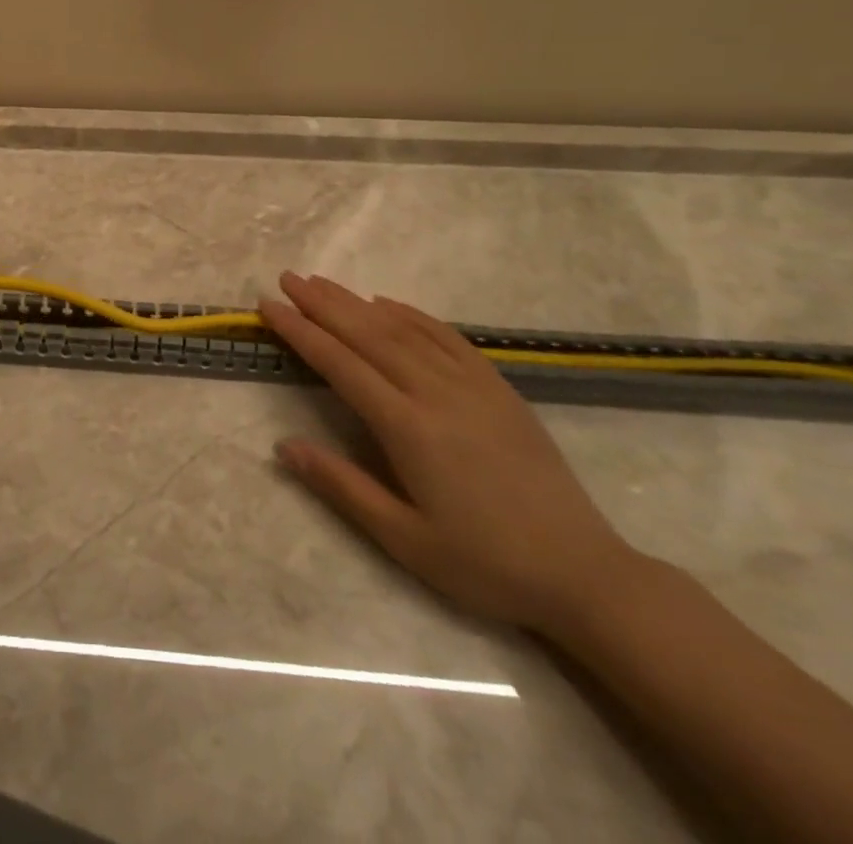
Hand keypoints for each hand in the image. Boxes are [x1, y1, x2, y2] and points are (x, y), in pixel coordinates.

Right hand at [262, 272, 634, 631]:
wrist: (584, 573)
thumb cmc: (484, 562)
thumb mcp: (404, 539)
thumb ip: (342, 487)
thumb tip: (283, 446)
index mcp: (408, 427)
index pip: (340, 364)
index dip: (300, 332)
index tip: (268, 306)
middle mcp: (436, 393)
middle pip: (368, 335)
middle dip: (322, 304)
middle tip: (287, 279)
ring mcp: (472, 385)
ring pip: (403, 330)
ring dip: (358, 303)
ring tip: (323, 283)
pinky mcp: (499, 387)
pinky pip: (447, 337)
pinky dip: (412, 315)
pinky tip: (388, 303)